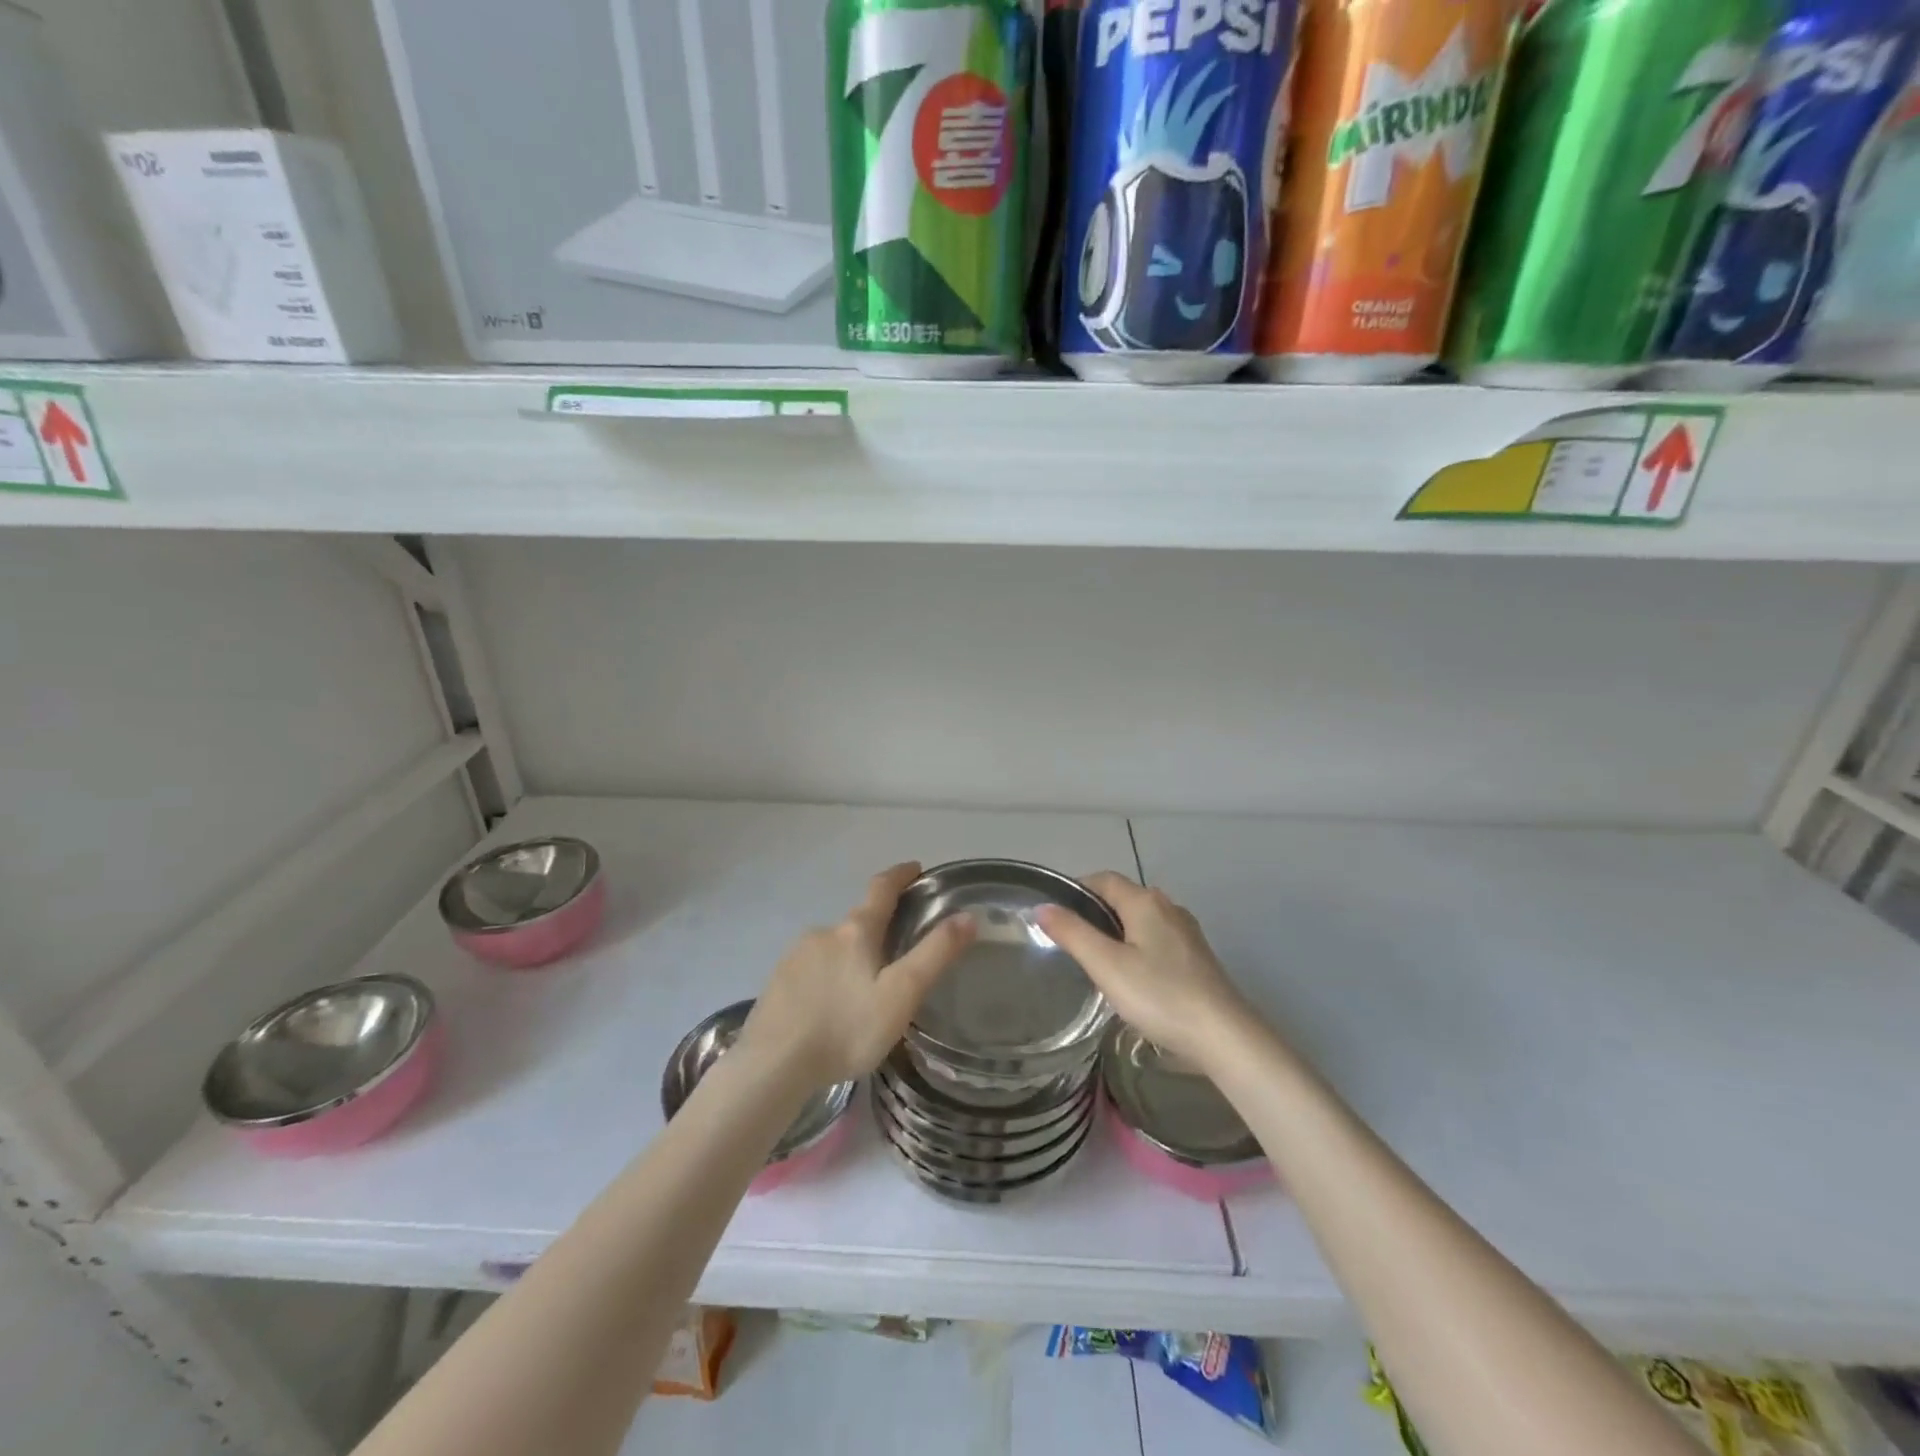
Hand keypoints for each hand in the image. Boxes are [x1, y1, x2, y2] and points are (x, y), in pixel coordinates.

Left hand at [741, 862, 975, 1090]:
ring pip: (833, 949)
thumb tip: (966, 915)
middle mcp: (823, 933)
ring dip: (850, 958)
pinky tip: (830, 1009)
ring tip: (864, 992)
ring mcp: (794, 957)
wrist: (772, 1066)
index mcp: (856, 932)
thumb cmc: (845, 1028)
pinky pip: (811, 971)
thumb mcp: (901, 994)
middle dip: (878, 930)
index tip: (915, 868)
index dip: (900, 875)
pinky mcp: (776, 983)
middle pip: (857, 922)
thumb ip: (935, 954)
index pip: (881, 889)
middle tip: (897, 955)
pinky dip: (827, 980)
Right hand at [1037, 872, 1253, 1071]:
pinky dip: (1137, 947)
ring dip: (1116, 931)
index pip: (1103, 879)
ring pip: (1141, 920)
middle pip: (1123, 897)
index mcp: (1145, 901)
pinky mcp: (1196, 956)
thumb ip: (1072, 933)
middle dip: (1095, 912)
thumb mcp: (1106, 965)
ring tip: (1095, 961)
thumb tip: (1042, 907)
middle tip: (1070, 942)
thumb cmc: (1159, 995)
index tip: (1055, 915)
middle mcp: (1168, 907)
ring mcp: (1186, 932)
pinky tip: (1131, 977)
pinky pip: (1157, 939)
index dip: (1077, 889)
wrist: (1223, 1035)